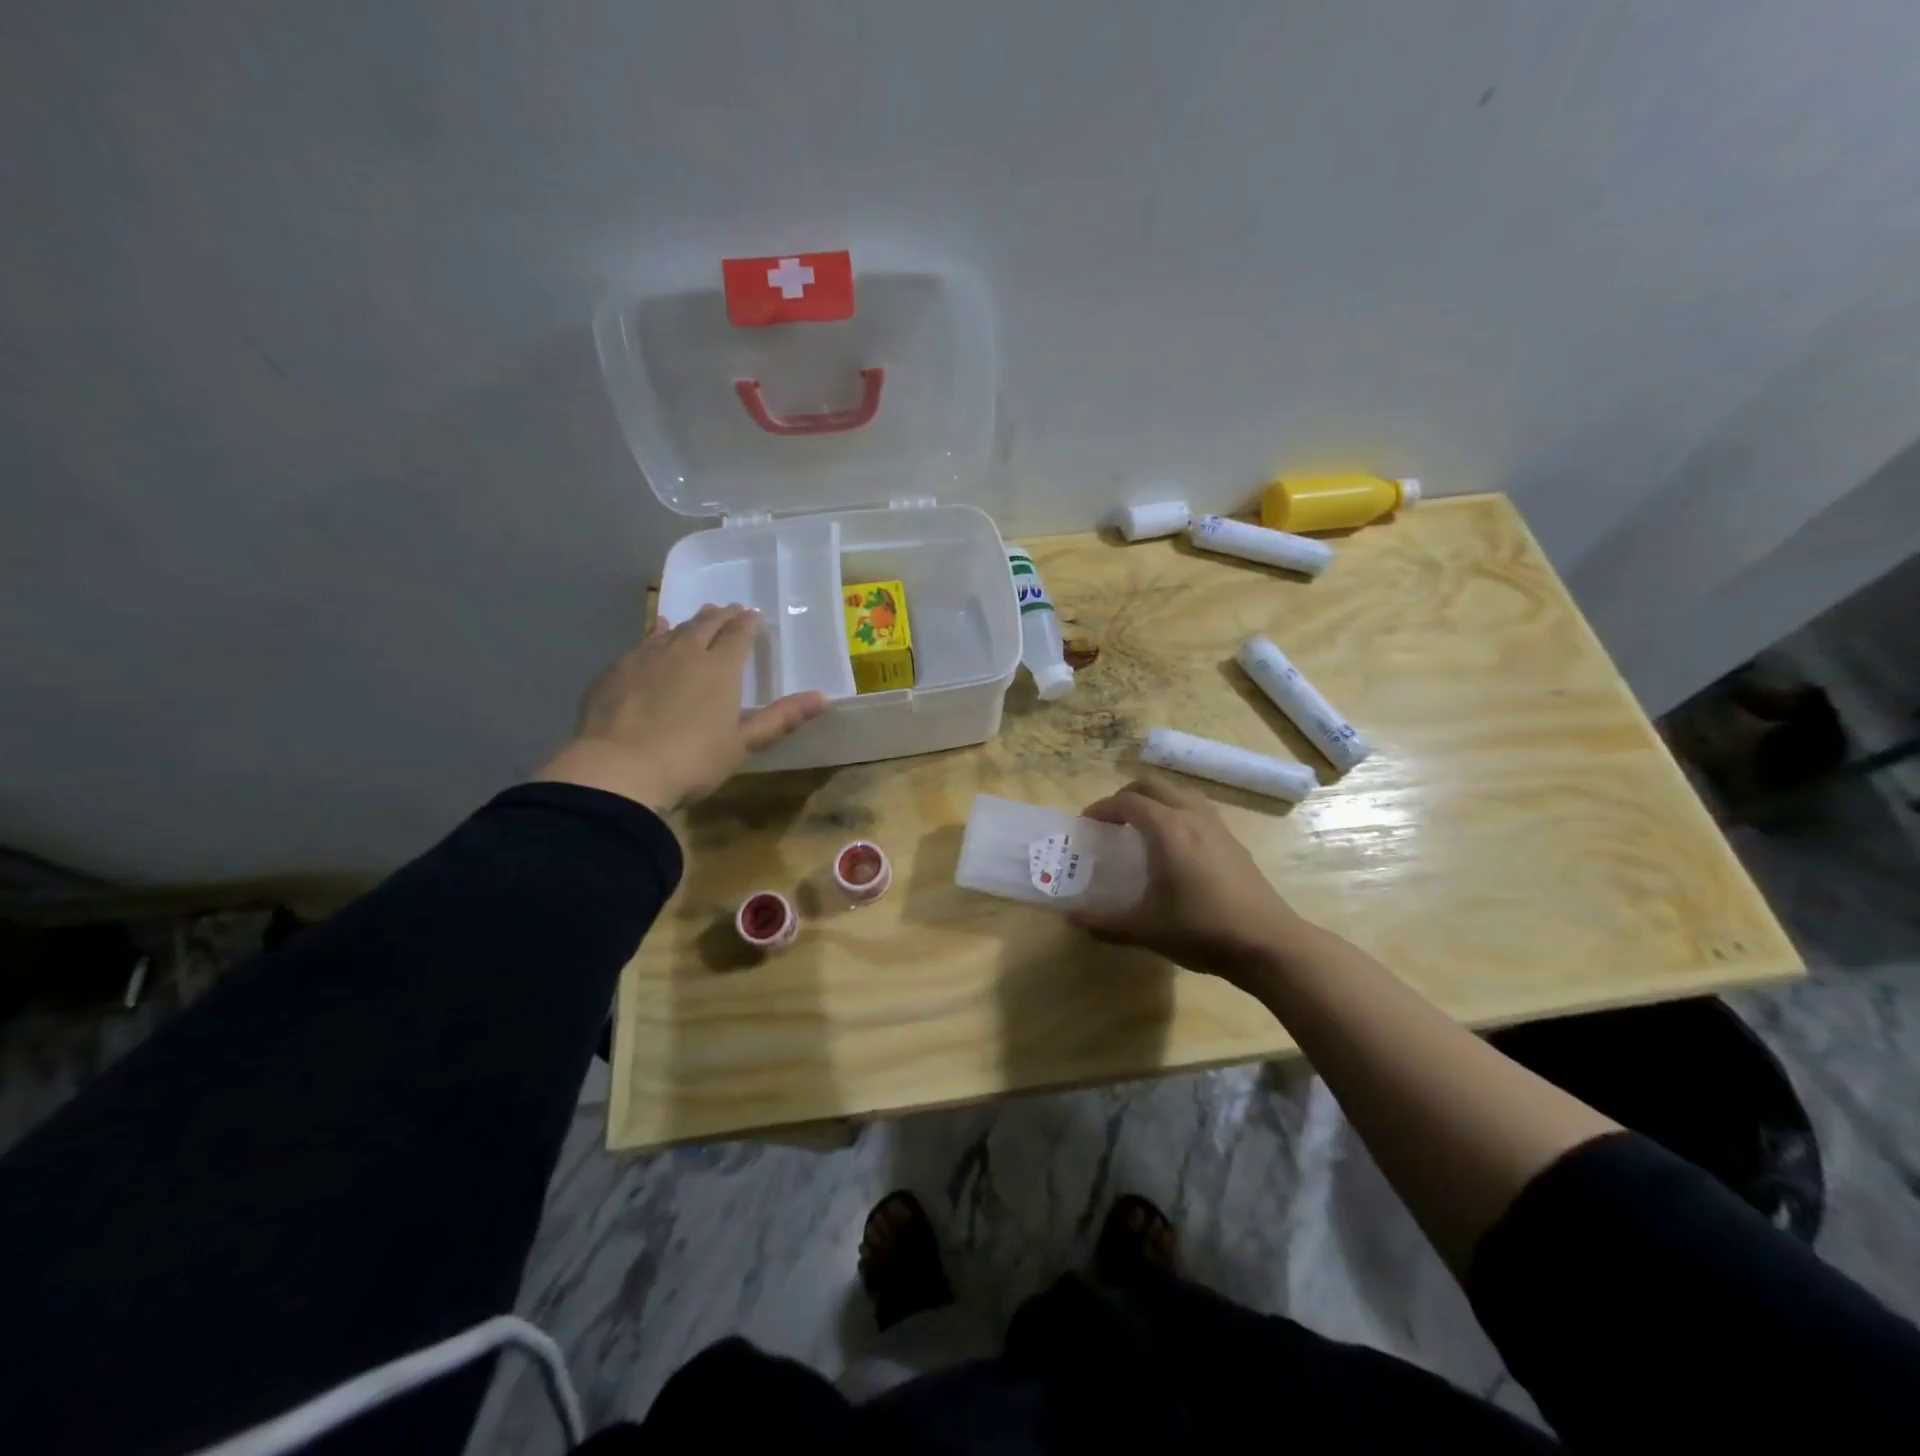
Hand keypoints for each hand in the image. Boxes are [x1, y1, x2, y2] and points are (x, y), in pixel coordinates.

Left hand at [536, 605, 827, 813]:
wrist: (617, 770)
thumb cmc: (691, 760)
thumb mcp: (743, 744)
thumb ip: (781, 718)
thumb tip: (823, 697)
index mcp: (720, 668)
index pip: (739, 635)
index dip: (749, 624)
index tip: (755, 616)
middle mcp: (685, 652)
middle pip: (706, 625)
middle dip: (722, 616)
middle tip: (731, 609)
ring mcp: (646, 657)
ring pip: (674, 629)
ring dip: (691, 621)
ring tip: (699, 615)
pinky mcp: (616, 670)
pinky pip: (643, 641)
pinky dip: (657, 632)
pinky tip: (656, 632)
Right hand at [1069, 776, 1309, 983]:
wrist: (1267, 943)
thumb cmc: (1200, 930)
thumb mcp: (1144, 929)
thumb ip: (1104, 922)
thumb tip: (1072, 918)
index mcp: (1167, 829)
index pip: (1127, 802)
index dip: (1102, 808)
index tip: (1087, 825)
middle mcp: (1191, 816)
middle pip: (1153, 786)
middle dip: (1126, 796)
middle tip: (1111, 821)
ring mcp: (1217, 826)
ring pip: (1180, 792)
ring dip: (1156, 800)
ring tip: (1142, 826)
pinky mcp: (1234, 841)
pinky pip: (1198, 809)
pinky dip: (1177, 812)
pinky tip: (1176, 846)